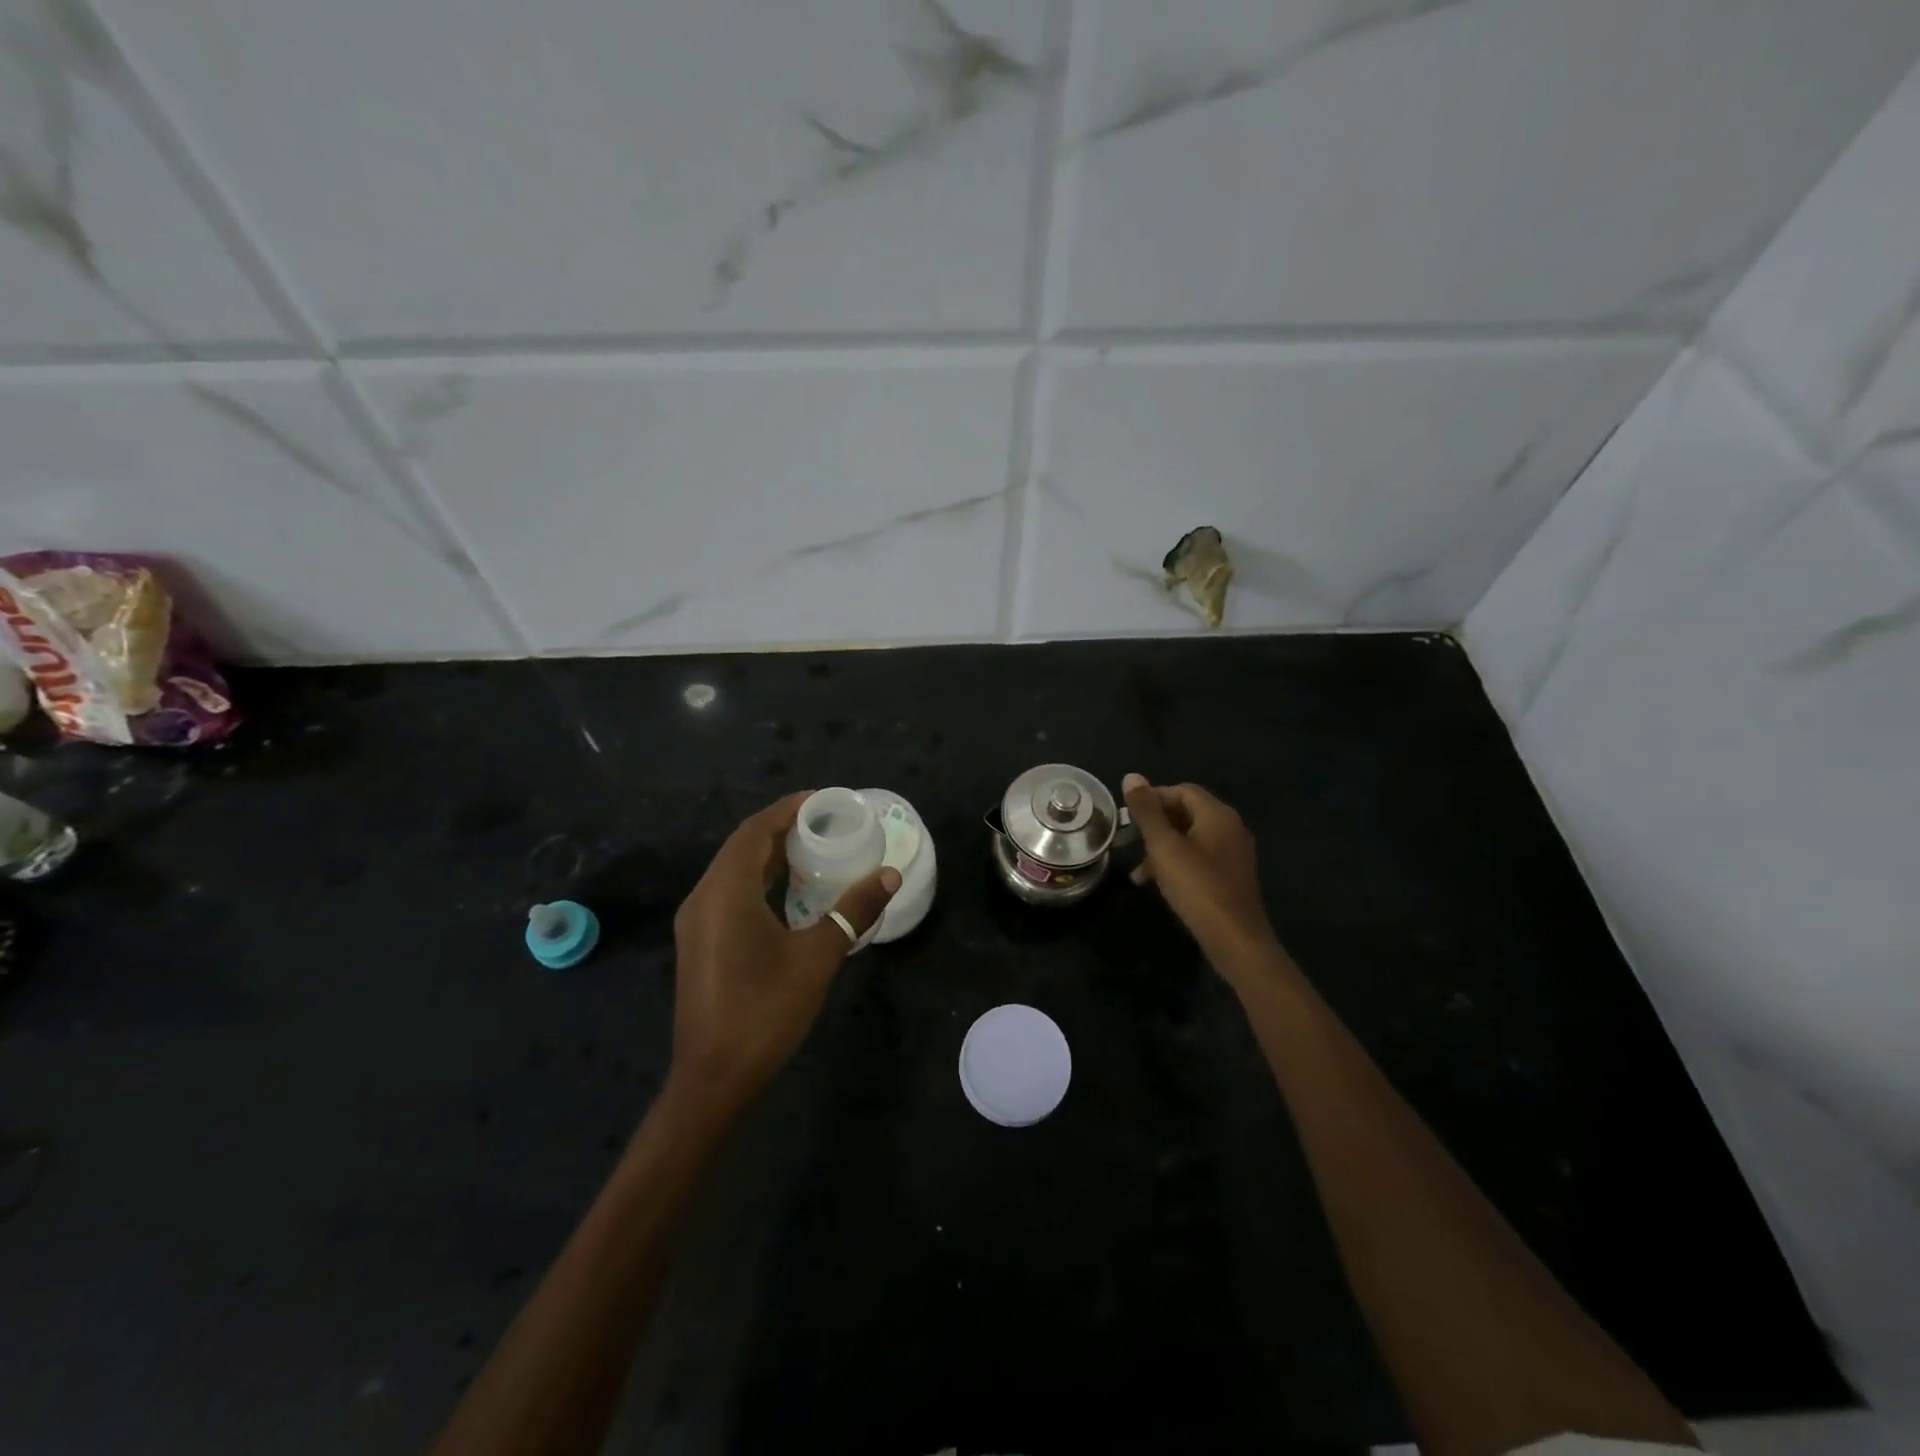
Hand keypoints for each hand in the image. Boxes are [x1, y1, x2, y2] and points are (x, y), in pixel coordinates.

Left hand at [667, 792, 898, 1116]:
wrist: (713, 1079)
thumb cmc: (765, 1012)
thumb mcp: (817, 958)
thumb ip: (852, 911)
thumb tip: (889, 876)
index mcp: (726, 892)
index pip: (755, 831)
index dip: (788, 809)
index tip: (824, 800)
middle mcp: (704, 897)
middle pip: (742, 846)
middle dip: (782, 828)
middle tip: (826, 822)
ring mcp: (697, 922)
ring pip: (734, 870)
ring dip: (770, 854)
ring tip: (814, 849)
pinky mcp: (700, 942)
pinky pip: (730, 892)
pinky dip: (759, 880)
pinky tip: (790, 892)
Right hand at [1123, 774, 1277, 970]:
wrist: (1235, 940)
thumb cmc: (1197, 887)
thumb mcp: (1164, 847)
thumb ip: (1147, 811)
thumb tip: (1131, 776)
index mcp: (1217, 815)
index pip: (1182, 790)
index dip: (1152, 798)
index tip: (1128, 817)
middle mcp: (1230, 828)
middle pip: (1187, 812)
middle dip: (1155, 824)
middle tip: (1130, 841)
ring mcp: (1233, 853)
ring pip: (1190, 837)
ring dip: (1162, 847)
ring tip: (1138, 870)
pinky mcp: (1230, 876)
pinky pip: (1199, 857)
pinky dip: (1176, 863)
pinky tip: (1158, 883)